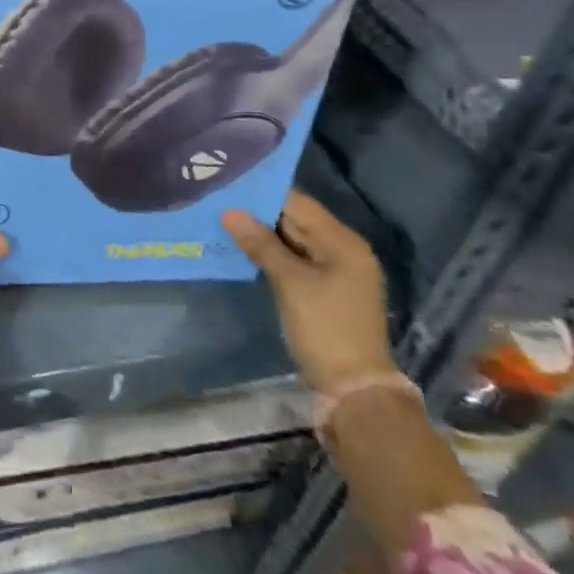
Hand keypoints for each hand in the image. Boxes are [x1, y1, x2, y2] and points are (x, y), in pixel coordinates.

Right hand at [222, 191, 396, 393]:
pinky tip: (243, 247)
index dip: (264, 192)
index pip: (299, 203)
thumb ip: (261, 244)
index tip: (229, 183)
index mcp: (343, 242)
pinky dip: (272, 253)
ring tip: (224, 219)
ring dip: (263, 233)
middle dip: (260, 212)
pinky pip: (295, 259)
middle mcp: (344, 250)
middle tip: (220, 199)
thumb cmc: (325, 328)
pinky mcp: (325, 289)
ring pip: (293, 240)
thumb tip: (230, 211)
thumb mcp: (291, 283)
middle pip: (297, 219)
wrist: (354, 390)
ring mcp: (336, 271)